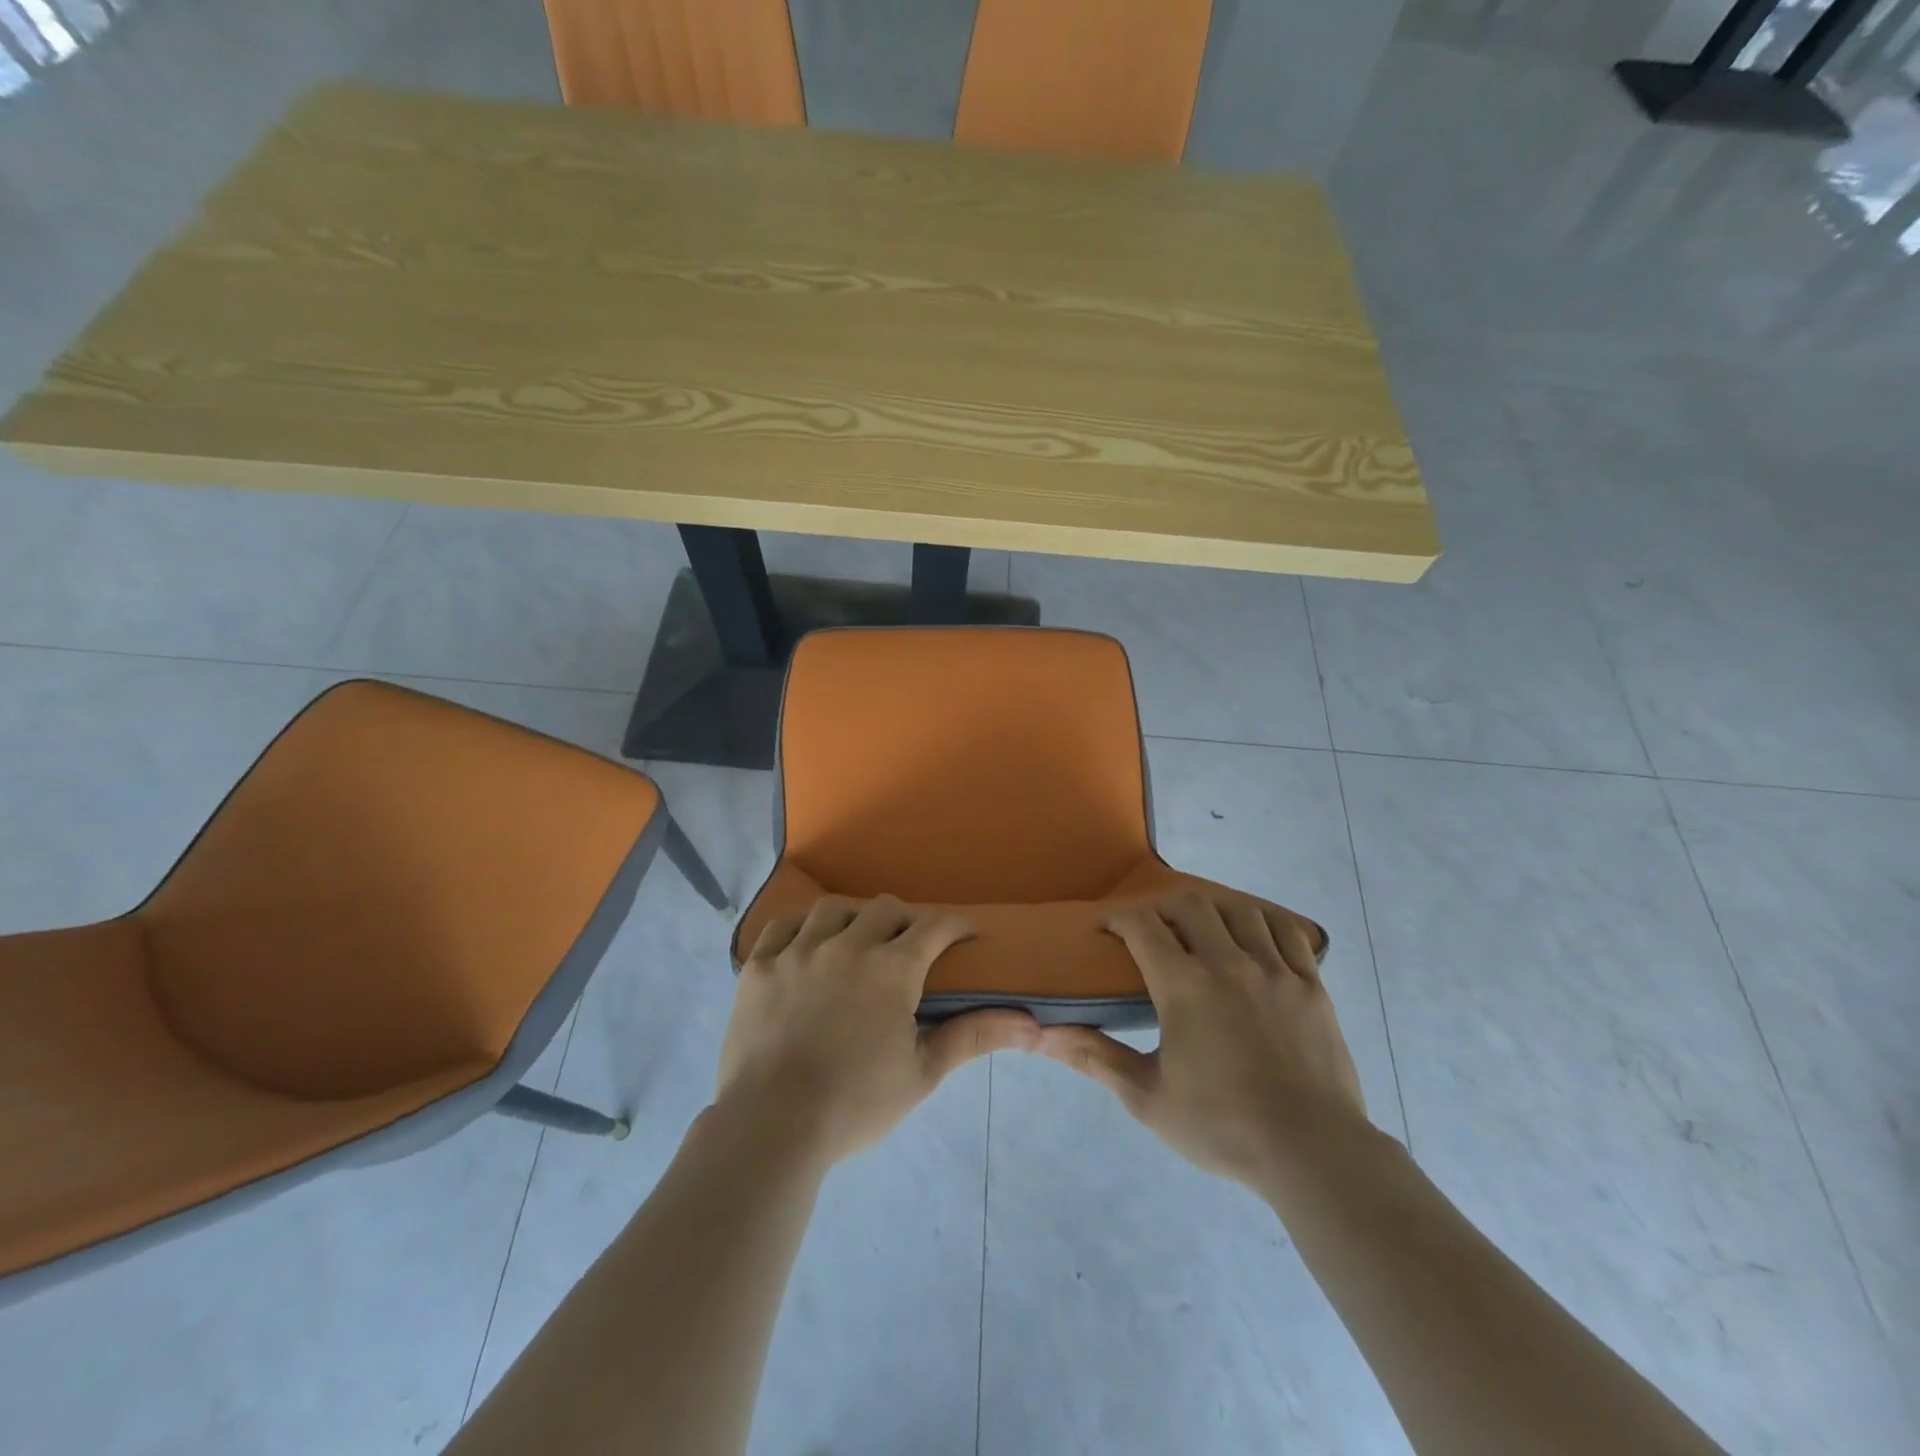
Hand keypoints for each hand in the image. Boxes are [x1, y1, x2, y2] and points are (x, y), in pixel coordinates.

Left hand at [717, 895, 1038, 1166]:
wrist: (771, 1127)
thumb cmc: (856, 1103)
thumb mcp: (923, 1072)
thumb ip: (974, 1037)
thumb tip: (1032, 1025)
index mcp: (891, 969)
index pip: (933, 927)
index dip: (955, 925)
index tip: (965, 935)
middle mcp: (846, 945)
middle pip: (885, 909)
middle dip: (905, 921)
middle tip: (909, 947)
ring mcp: (798, 952)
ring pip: (833, 909)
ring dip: (853, 918)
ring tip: (856, 941)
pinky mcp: (759, 966)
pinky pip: (781, 926)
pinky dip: (800, 928)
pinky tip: (805, 944)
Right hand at [1037, 891, 1368, 1192]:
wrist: (1313, 1154)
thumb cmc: (1222, 1126)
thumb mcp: (1147, 1098)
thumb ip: (1095, 1057)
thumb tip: (1042, 1035)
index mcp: (1184, 986)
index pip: (1141, 925)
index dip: (1117, 918)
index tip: (1105, 928)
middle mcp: (1228, 963)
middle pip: (1189, 905)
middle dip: (1162, 908)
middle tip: (1151, 931)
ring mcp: (1275, 970)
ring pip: (1239, 911)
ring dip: (1212, 912)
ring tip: (1202, 932)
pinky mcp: (1311, 985)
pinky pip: (1287, 932)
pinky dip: (1263, 924)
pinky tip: (1254, 939)